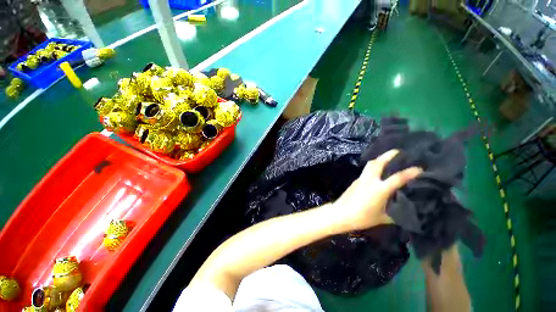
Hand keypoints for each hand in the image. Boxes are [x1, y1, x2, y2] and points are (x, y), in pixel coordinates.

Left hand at [331, 149, 421, 231]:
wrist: (341, 213)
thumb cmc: (363, 217)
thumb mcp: (383, 218)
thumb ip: (395, 214)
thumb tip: (405, 211)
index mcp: (379, 189)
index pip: (398, 178)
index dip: (410, 172)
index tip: (419, 168)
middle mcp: (370, 180)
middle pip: (378, 162)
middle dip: (388, 155)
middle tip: (398, 151)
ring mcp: (361, 179)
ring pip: (370, 165)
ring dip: (379, 159)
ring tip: (387, 159)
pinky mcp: (355, 181)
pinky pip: (366, 170)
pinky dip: (373, 167)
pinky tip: (377, 172)